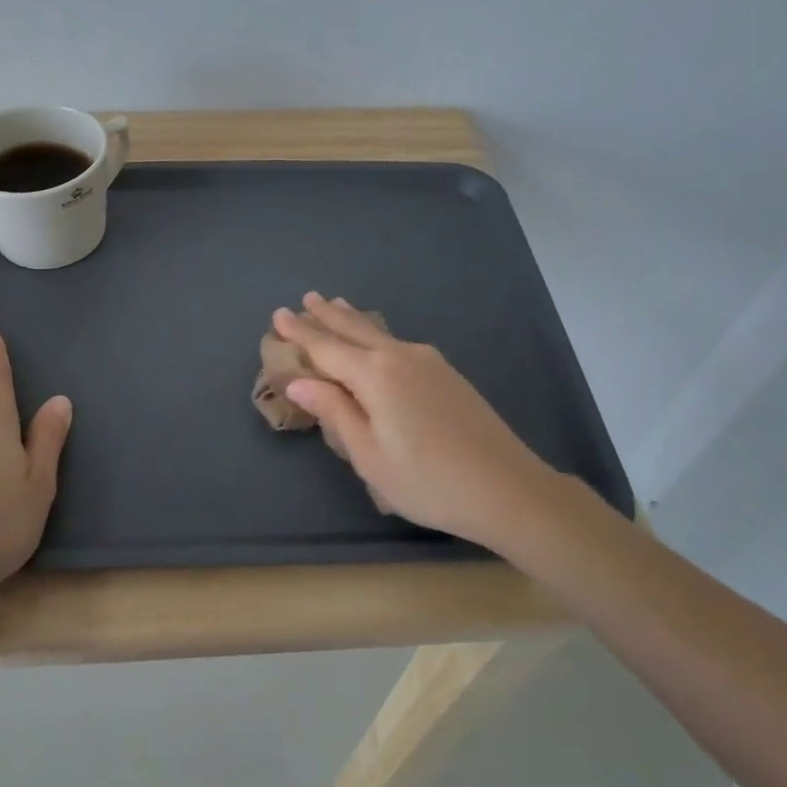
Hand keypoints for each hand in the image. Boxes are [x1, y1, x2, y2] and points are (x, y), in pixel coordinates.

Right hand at [272, 292, 567, 551]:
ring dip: (353, 319)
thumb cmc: (427, 481)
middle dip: (326, 316)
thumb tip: (300, 382)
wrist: (508, 488)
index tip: (278, 315)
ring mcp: (428, 361)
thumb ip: (335, 412)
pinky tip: (376, 339)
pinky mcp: (447, 373)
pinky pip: (398, 343)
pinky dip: (376, 334)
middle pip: (354, 330)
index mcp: (375, 375)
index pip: (326, 348)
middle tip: (306, 298)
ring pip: (379, 332)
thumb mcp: (369, 455)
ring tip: (335, 304)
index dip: (300, 332)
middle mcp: (400, 356)